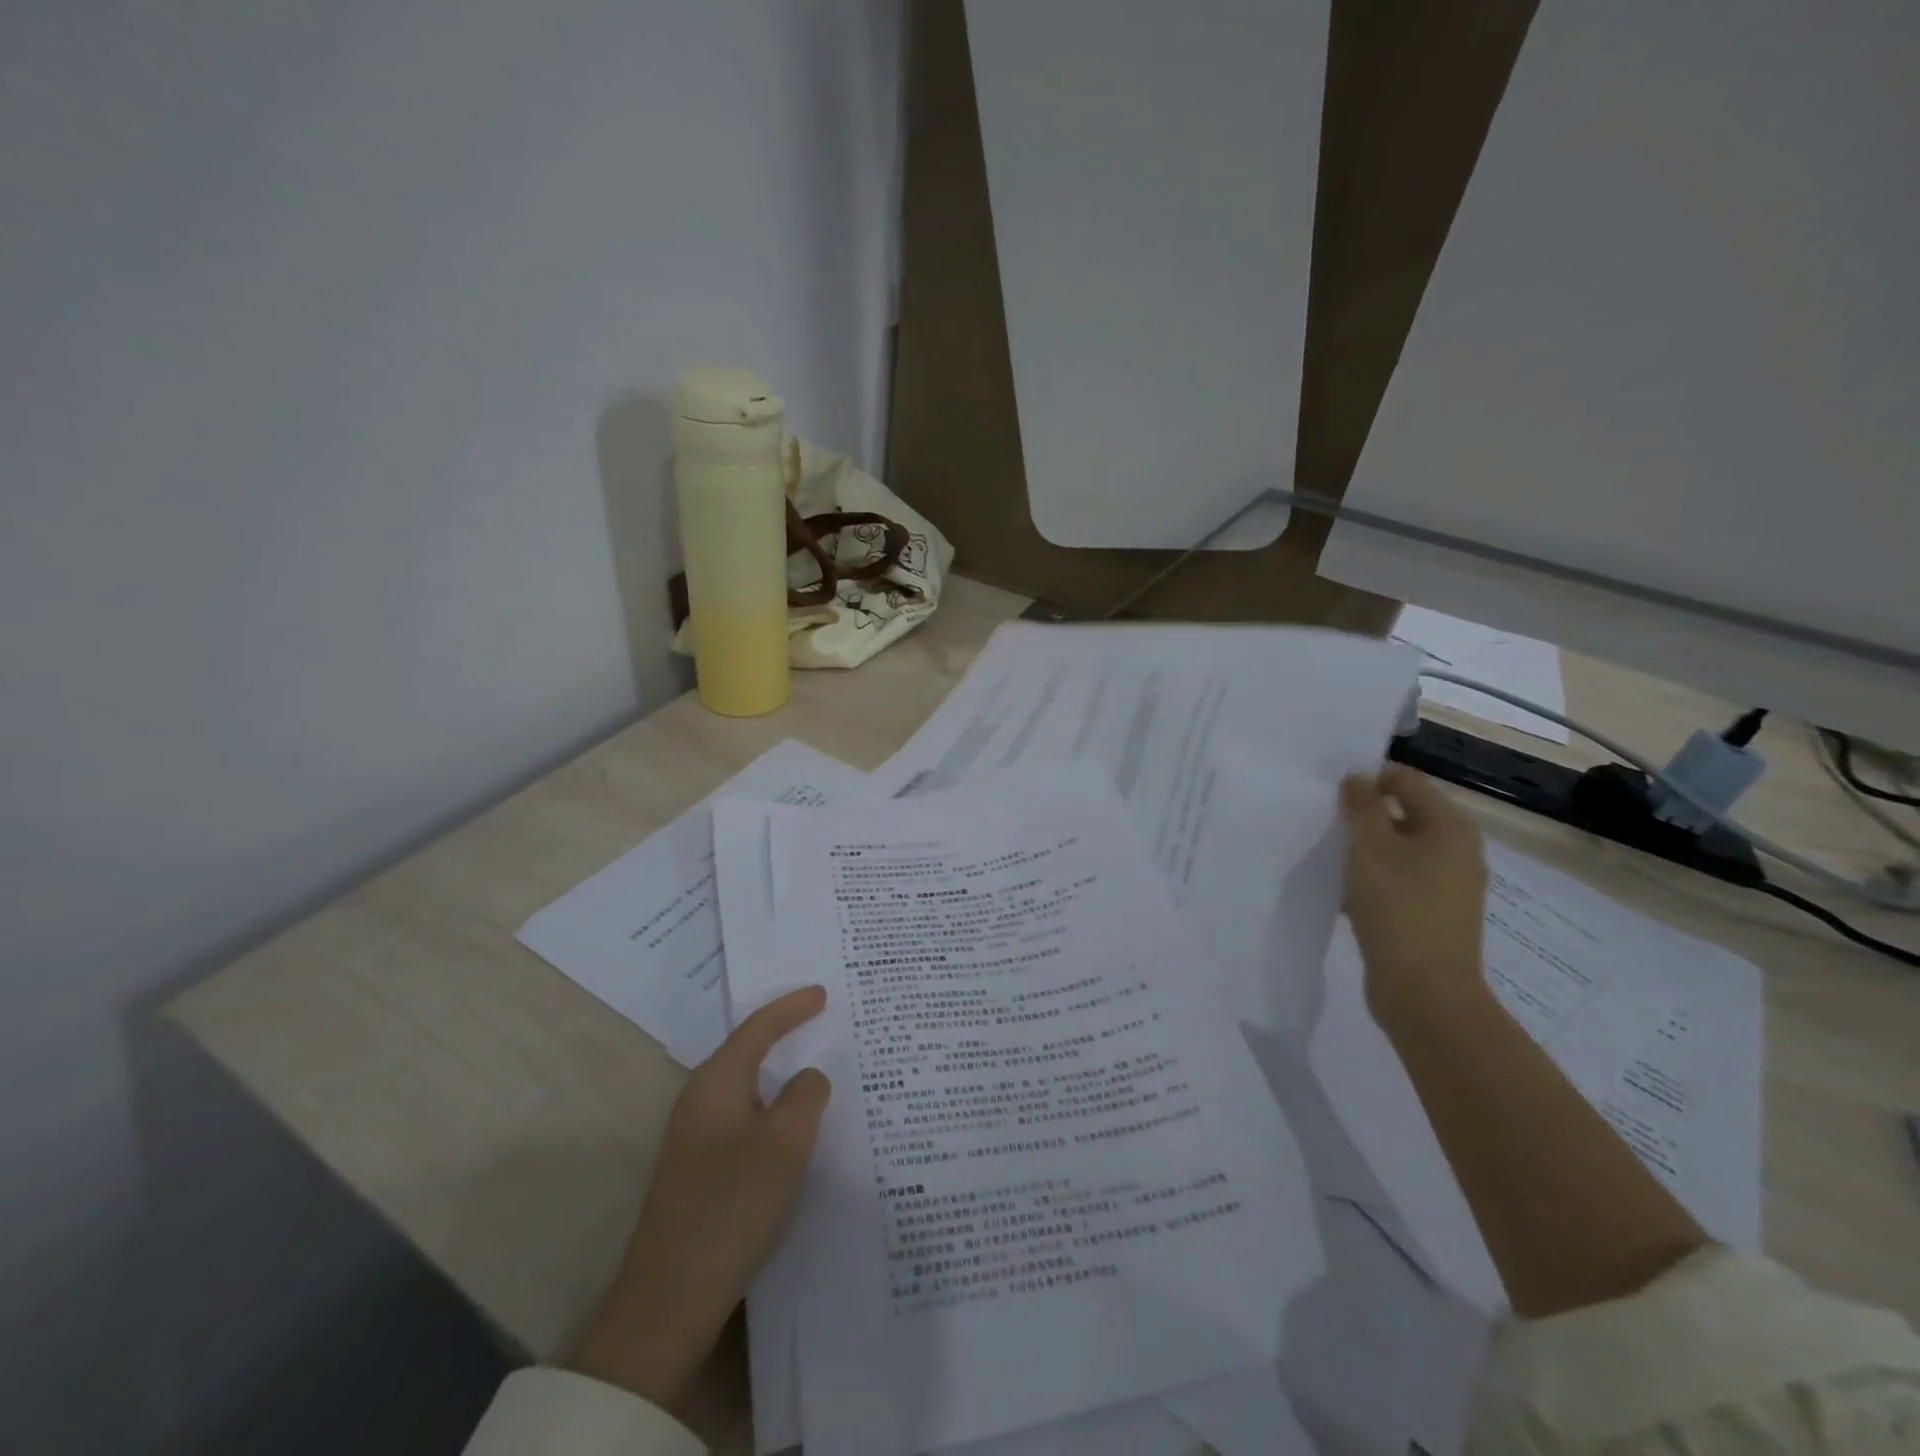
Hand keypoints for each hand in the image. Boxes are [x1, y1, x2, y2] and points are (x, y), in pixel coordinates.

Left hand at [569, 986, 831, 1410]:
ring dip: (782, 1080)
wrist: (670, 1301)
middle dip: (785, 1035)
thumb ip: (805, 1096)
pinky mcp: (701, 1173)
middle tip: (822, 1021)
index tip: (823, 994)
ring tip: (819, 1073)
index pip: (758, 1028)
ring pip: (749, 1091)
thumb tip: (808, 1078)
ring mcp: (696, 1140)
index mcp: (715, 1083)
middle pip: (749, 1053)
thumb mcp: (785, 1143)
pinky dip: (776, 1114)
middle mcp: (700, 1102)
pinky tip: (797, 1131)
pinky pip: (747, 1123)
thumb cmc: (731, 1206)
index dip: (792, 1007)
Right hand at [1339, 764, 1489, 1026]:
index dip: (1367, 779)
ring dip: (1364, 850)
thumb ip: (1362, 807)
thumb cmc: (1399, 908)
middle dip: (1362, 816)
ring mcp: (1447, 886)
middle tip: (1323, 823)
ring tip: (1328, 857)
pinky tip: (1342, 893)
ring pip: (1397, 851)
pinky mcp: (1432, 914)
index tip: (1329, 793)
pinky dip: (1371, 880)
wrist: (1424, 991)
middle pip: (1402, 815)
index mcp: (1450, 827)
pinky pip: (1397, 882)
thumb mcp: (1371, 848)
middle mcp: (1456, 851)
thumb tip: (1358, 779)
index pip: (1406, 780)